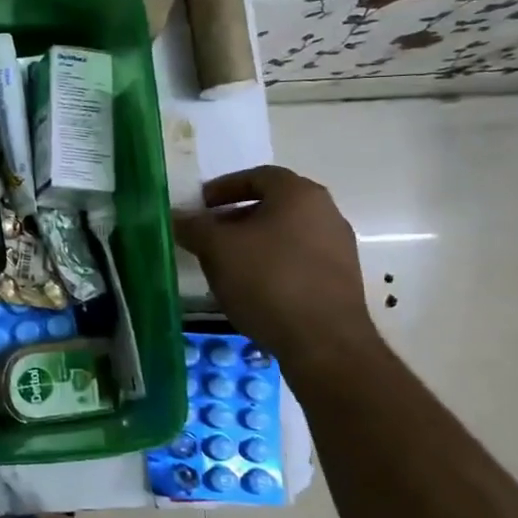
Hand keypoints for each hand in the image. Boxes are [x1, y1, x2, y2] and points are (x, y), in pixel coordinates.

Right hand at [174, 164, 376, 365]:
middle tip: (207, 234)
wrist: (323, 342)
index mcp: (299, 195)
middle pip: (273, 205)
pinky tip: (250, 287)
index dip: (224, 187)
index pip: (258, 176)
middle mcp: (326, 213)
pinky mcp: (339, 281)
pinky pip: (297, 260)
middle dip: (236, 217)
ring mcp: (338, 248)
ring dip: (252, 243)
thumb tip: (177, 216)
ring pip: (285, 234)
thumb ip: (194, 226)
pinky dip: (271, 265)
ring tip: (224, 264)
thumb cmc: (267, 280)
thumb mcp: (217, 248)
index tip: (200, 205)